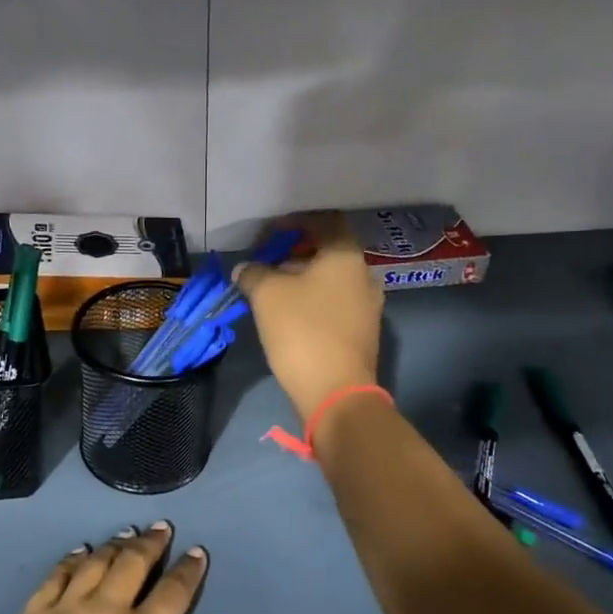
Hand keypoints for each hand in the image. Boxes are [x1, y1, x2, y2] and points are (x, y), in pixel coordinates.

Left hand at [0, 523, 249, 613]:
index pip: (172, 593)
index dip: (188, 570)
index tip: (197, 552)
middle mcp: (106, 611)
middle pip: (132, 564)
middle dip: (150, 543)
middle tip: (161, 527)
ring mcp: (66, 609)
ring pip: (96, 563)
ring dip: (115, 544)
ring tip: (127, 532)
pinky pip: (57, 575)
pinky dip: (72, 559)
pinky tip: (80, 552)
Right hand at [235, 212, 382, 421]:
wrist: (335, 392)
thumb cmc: (302, 331)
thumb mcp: (267, 294)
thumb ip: (254, 273)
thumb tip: (245, 269)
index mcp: (346, 256)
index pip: (326, 221)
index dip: (296, 223)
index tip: (269, 235)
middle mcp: (364, 275)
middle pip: (327, 251)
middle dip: (294, 254)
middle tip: (264, 264)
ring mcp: (367, 306)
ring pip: (331, 280)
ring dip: (302, 279)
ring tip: (270, 291)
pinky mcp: (362, 332)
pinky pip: (335, 304)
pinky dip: (312, 301)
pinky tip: (288, 315)